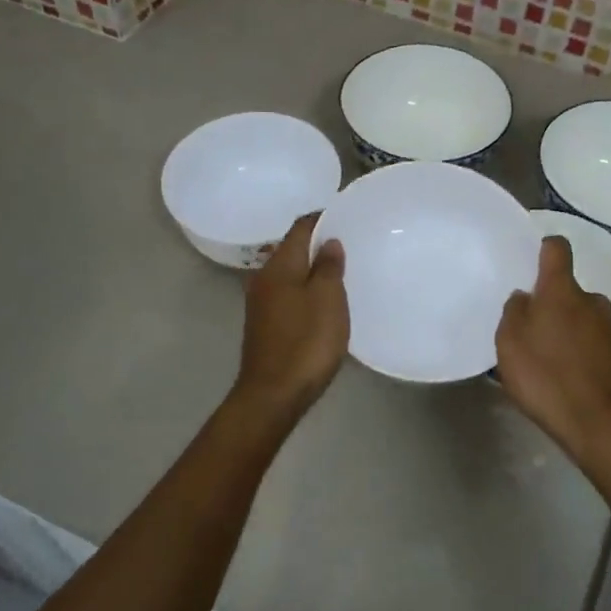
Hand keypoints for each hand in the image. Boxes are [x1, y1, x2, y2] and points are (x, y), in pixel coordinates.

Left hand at [233, 213, 348, 416]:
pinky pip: (288, 295)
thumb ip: (329, 267)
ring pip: (290, 273)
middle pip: (292, 249)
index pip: (300, 228)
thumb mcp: (328, 299)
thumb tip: (328, 242)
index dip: (322, 218)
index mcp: (280, 266)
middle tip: (349, 245)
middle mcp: (264, 278)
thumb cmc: (306, 342)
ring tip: (341, 272)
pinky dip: (305, 290)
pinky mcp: (264, 325)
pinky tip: (323, 302)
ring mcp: (261, 303)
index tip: (345, 216)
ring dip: (312, 269)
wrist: (273, 394)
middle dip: (318, 245)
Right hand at [495, 236, 610, 456]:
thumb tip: (525, 298)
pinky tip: (569, 379)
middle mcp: (593, 302)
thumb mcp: (509, 343)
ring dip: (569, 330)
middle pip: (569, 291)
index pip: (557, 249)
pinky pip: (595, 345)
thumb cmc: (546, 376)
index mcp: (563, 291)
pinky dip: (582, 354)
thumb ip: (514, 312)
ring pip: (584, 319)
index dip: (544, 248)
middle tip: (532, 330)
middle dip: (553, 304)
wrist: (600, 425)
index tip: (532, 258)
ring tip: (549, 360)